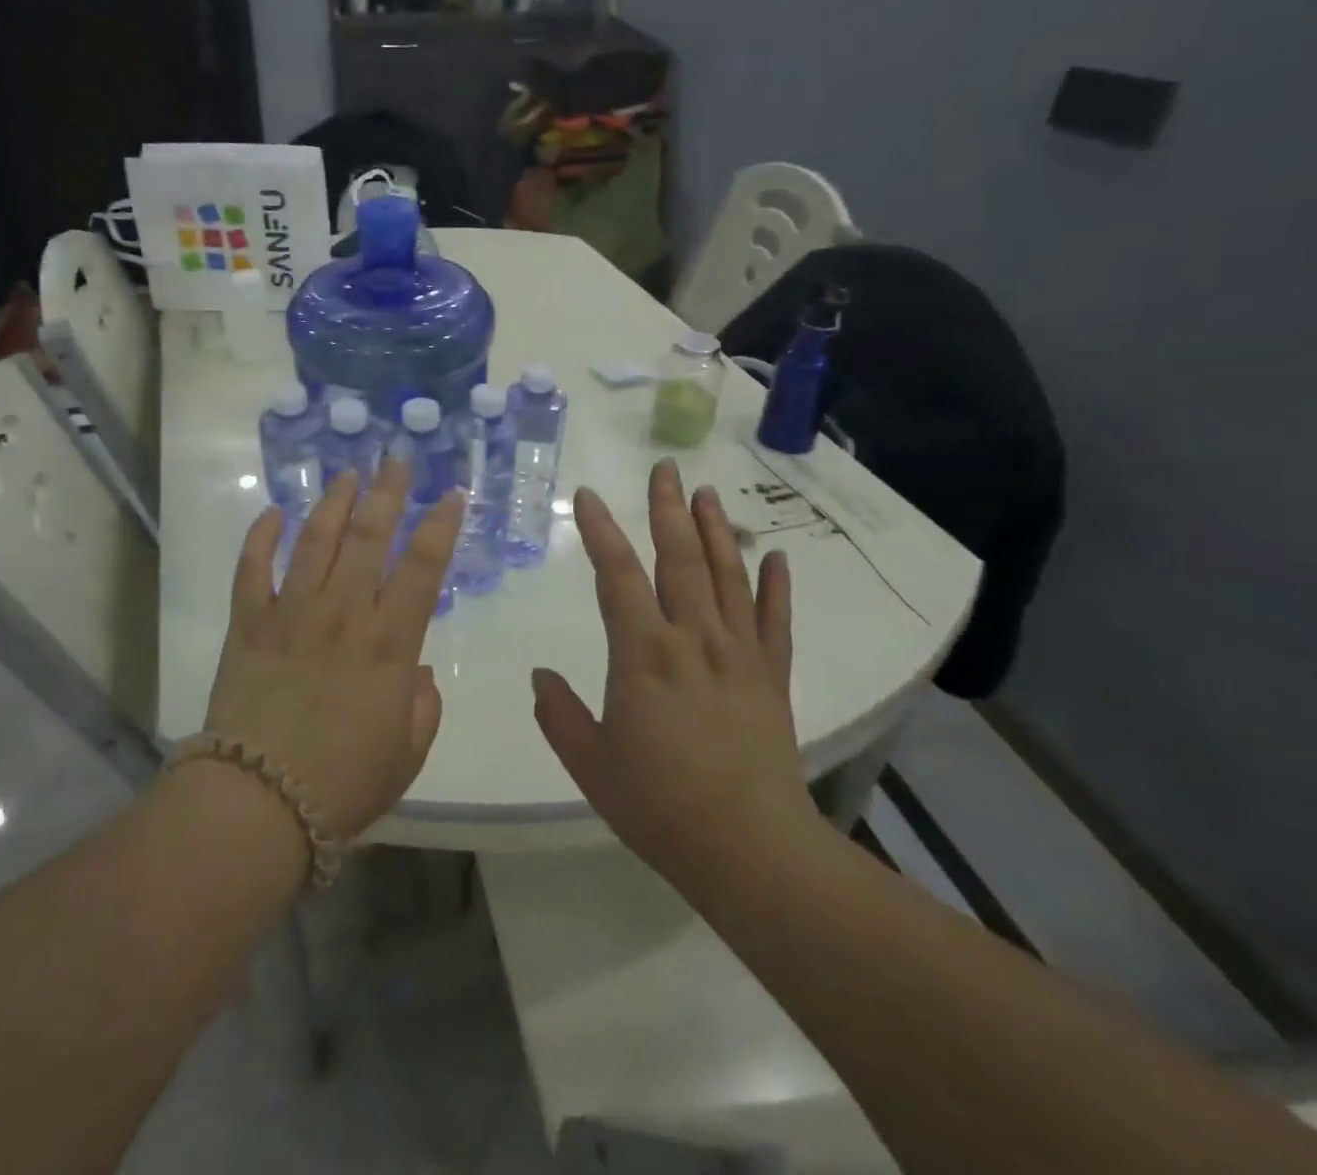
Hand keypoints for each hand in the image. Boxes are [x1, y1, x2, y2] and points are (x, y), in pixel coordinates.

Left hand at [205, 458, 462, 841]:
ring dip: (333, 503)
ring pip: (315, 540)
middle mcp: (342, 613)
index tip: (451, 494)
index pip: (422, 568)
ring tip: (346, 474)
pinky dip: (260, 537)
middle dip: (387, 492)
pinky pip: (251, 569)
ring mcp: (290, 613)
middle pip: (370, 537)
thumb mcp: (406, 753)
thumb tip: (416, 672)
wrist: (258, 803)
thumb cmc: (343, 784)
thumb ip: (421, 706)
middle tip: (394, 459)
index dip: (440, 526)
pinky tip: (272, 512)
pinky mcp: (247, 624)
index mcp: (388, 643)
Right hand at [533, 459, 820, 898]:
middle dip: (668, 509)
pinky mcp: (772, 677)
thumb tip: (540, 677)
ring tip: (707, 493)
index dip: (601, 531)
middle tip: (665, 468)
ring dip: (715, 531)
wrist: (749, 849)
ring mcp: (739, 654)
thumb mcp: (590, 762)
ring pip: (727, 577)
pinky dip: (776, 586)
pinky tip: (775, 557)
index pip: (617, 575)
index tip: (590, 496)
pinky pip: (774, 621)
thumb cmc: (658, 805)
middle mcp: (693, 638)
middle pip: (679, 559)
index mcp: (643, 652)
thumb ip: (559, 714)